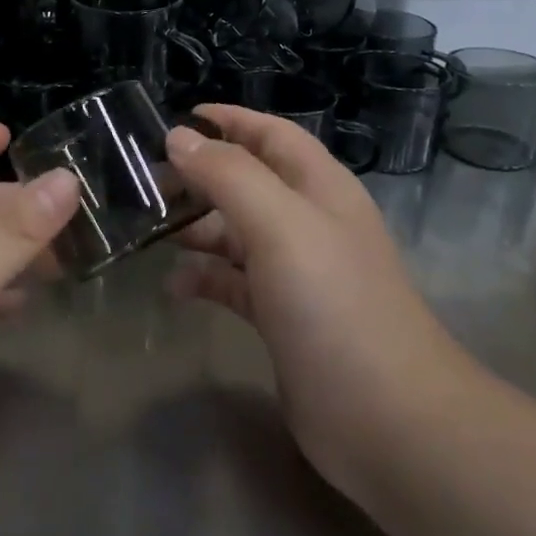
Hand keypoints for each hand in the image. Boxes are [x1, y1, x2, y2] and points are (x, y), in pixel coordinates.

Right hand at [164, 105, 466, 501]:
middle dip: (202, 176)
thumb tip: (179, 137)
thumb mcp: (279, 223)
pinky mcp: (282, 318)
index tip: (178, 118)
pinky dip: (205, 278)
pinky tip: (175, 287)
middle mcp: (310, 223)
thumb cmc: (332, 302)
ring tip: (152, 231)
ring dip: (197, 228)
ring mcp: (297, 273)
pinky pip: (234, 282)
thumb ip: (227, 174)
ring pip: (237, 233)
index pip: (272, 135)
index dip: (230, 120)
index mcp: (319, 188)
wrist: (386, 418)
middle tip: (148, 181)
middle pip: (249, 182)